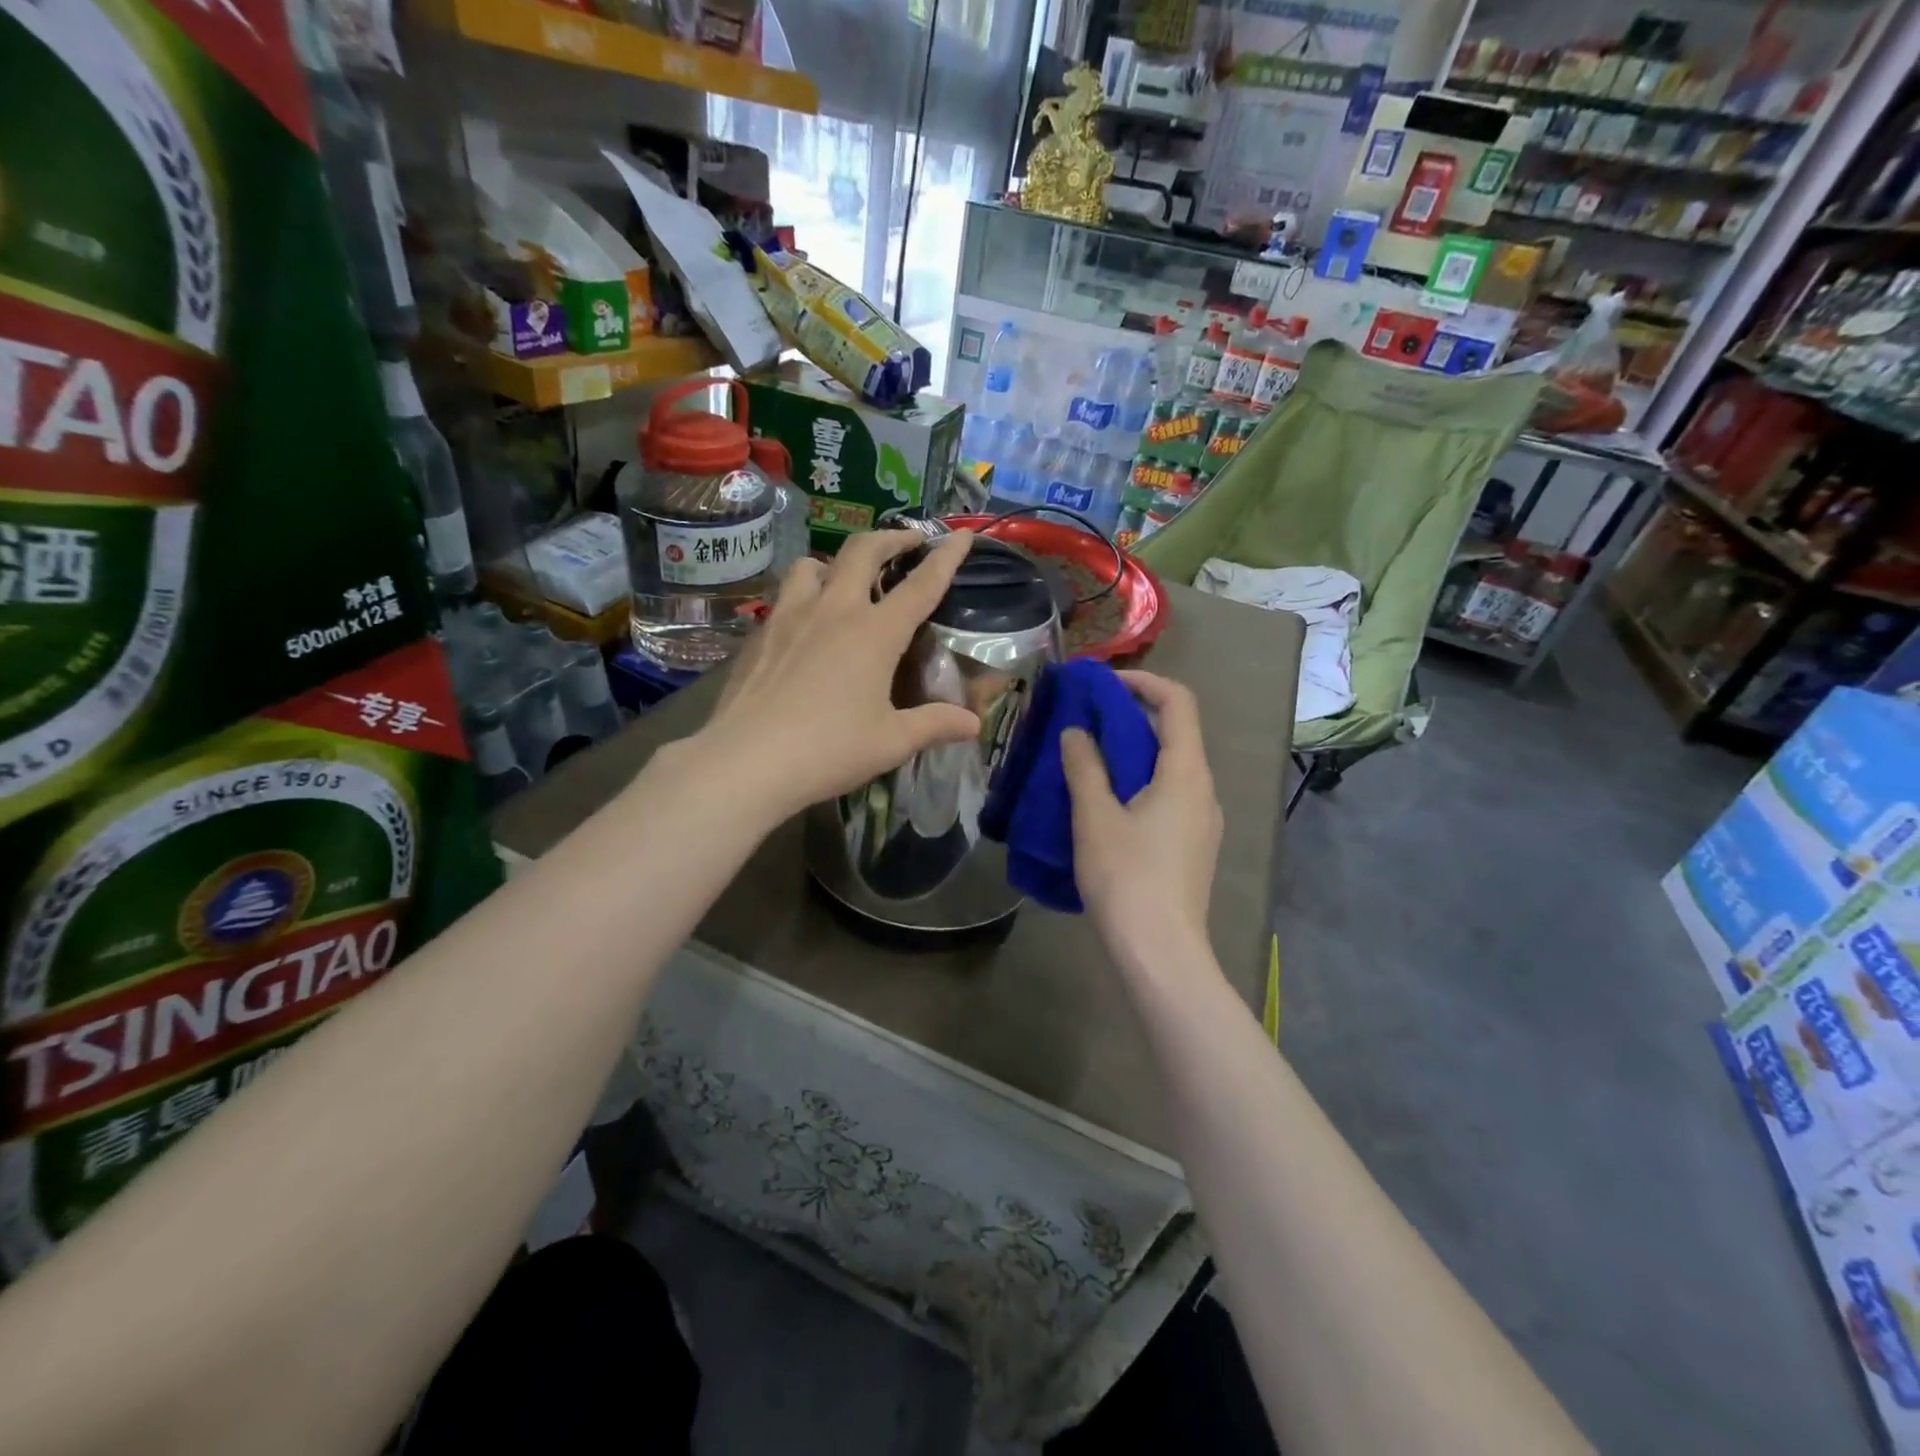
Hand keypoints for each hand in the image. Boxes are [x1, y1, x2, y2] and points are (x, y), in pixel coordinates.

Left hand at [682, 530, 981, 822]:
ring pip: (813, 565)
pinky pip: (785, 597)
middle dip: (891, 537)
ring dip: (836, 563)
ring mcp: (790, 617)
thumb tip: (974, 724)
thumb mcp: (892, 742)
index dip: (946, 557)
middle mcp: (833, 610)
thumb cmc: (829, 750)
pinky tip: (805, 626)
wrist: (747, 761)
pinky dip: (804, 595)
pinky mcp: (760, 634)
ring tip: (845, 580)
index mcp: (875, 632)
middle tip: (907, 541)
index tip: (962, 536)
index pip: (921, 584)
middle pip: (863, 551)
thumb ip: (935, 725)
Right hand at [1059, 672, 1221, 972]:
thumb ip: (1084, 767)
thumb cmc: (1127, 878)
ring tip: (1086, 761)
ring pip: (1169, 767)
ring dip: (1131, 753)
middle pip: (1174, 733)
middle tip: (1083, 722)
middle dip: (1129, 718)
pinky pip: (1168, 796)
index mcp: (1186, 773)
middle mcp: (1203, 789)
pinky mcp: (1193, 845)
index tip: (1102, 684)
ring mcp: (1203, 820)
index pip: (1178, 702)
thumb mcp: (1094, 817)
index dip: (1142, 681)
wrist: (1161, 952)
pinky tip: (1105, 804)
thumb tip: (1076, 731)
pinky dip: (1138, 783)